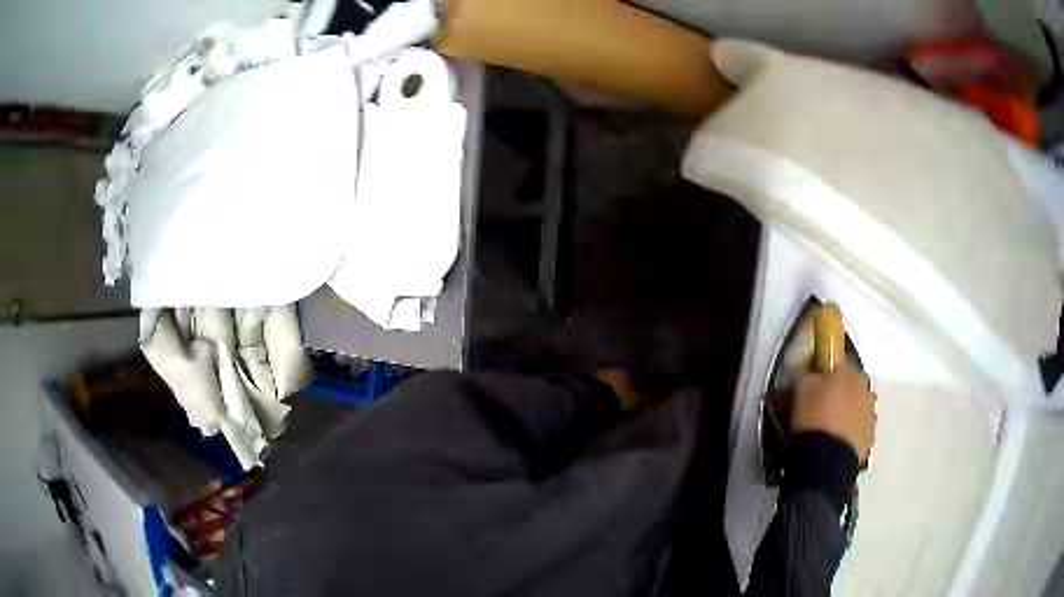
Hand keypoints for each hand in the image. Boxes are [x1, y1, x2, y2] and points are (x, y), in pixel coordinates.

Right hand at [791, 364, 876, 461]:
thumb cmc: (812, 419)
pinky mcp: (871, 436)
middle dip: (843, 392)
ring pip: (859, 407)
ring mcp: (870, 413)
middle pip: (854, 385)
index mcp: (848, 372)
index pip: (840, 364)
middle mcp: (865, 388)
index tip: (818, 384)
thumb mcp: (801, 390)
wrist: (826, 459)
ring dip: (850, 412)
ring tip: (831, 427)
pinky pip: (860, 428)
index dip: (829, 373)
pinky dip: (851, 431)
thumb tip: (814, 377)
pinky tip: (836, 441)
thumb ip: (811, 377)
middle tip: (825, 406)